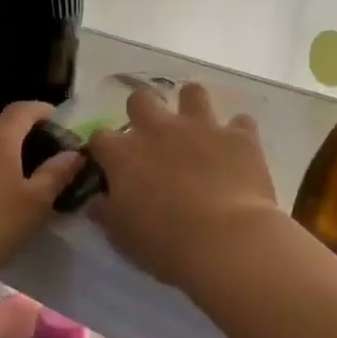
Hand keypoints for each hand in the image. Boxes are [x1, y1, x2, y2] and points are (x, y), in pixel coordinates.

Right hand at [87, 82, 280, 293]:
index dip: (105, 150)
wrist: (225, 241)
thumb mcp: (123, 237)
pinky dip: (237, 134)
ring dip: (191, 107)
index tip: (111, 166)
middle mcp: (159, 130)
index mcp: (124, 154)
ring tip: (197, 129)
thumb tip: (96, 202)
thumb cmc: (165, 245)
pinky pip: (240, 122)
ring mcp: (201, 127)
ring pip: (192, 93)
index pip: (100, 137)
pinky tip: (237, 150)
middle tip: (153, 140)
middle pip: (141, 99)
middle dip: (143, 113)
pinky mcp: (239, 136)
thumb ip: (106, 213)